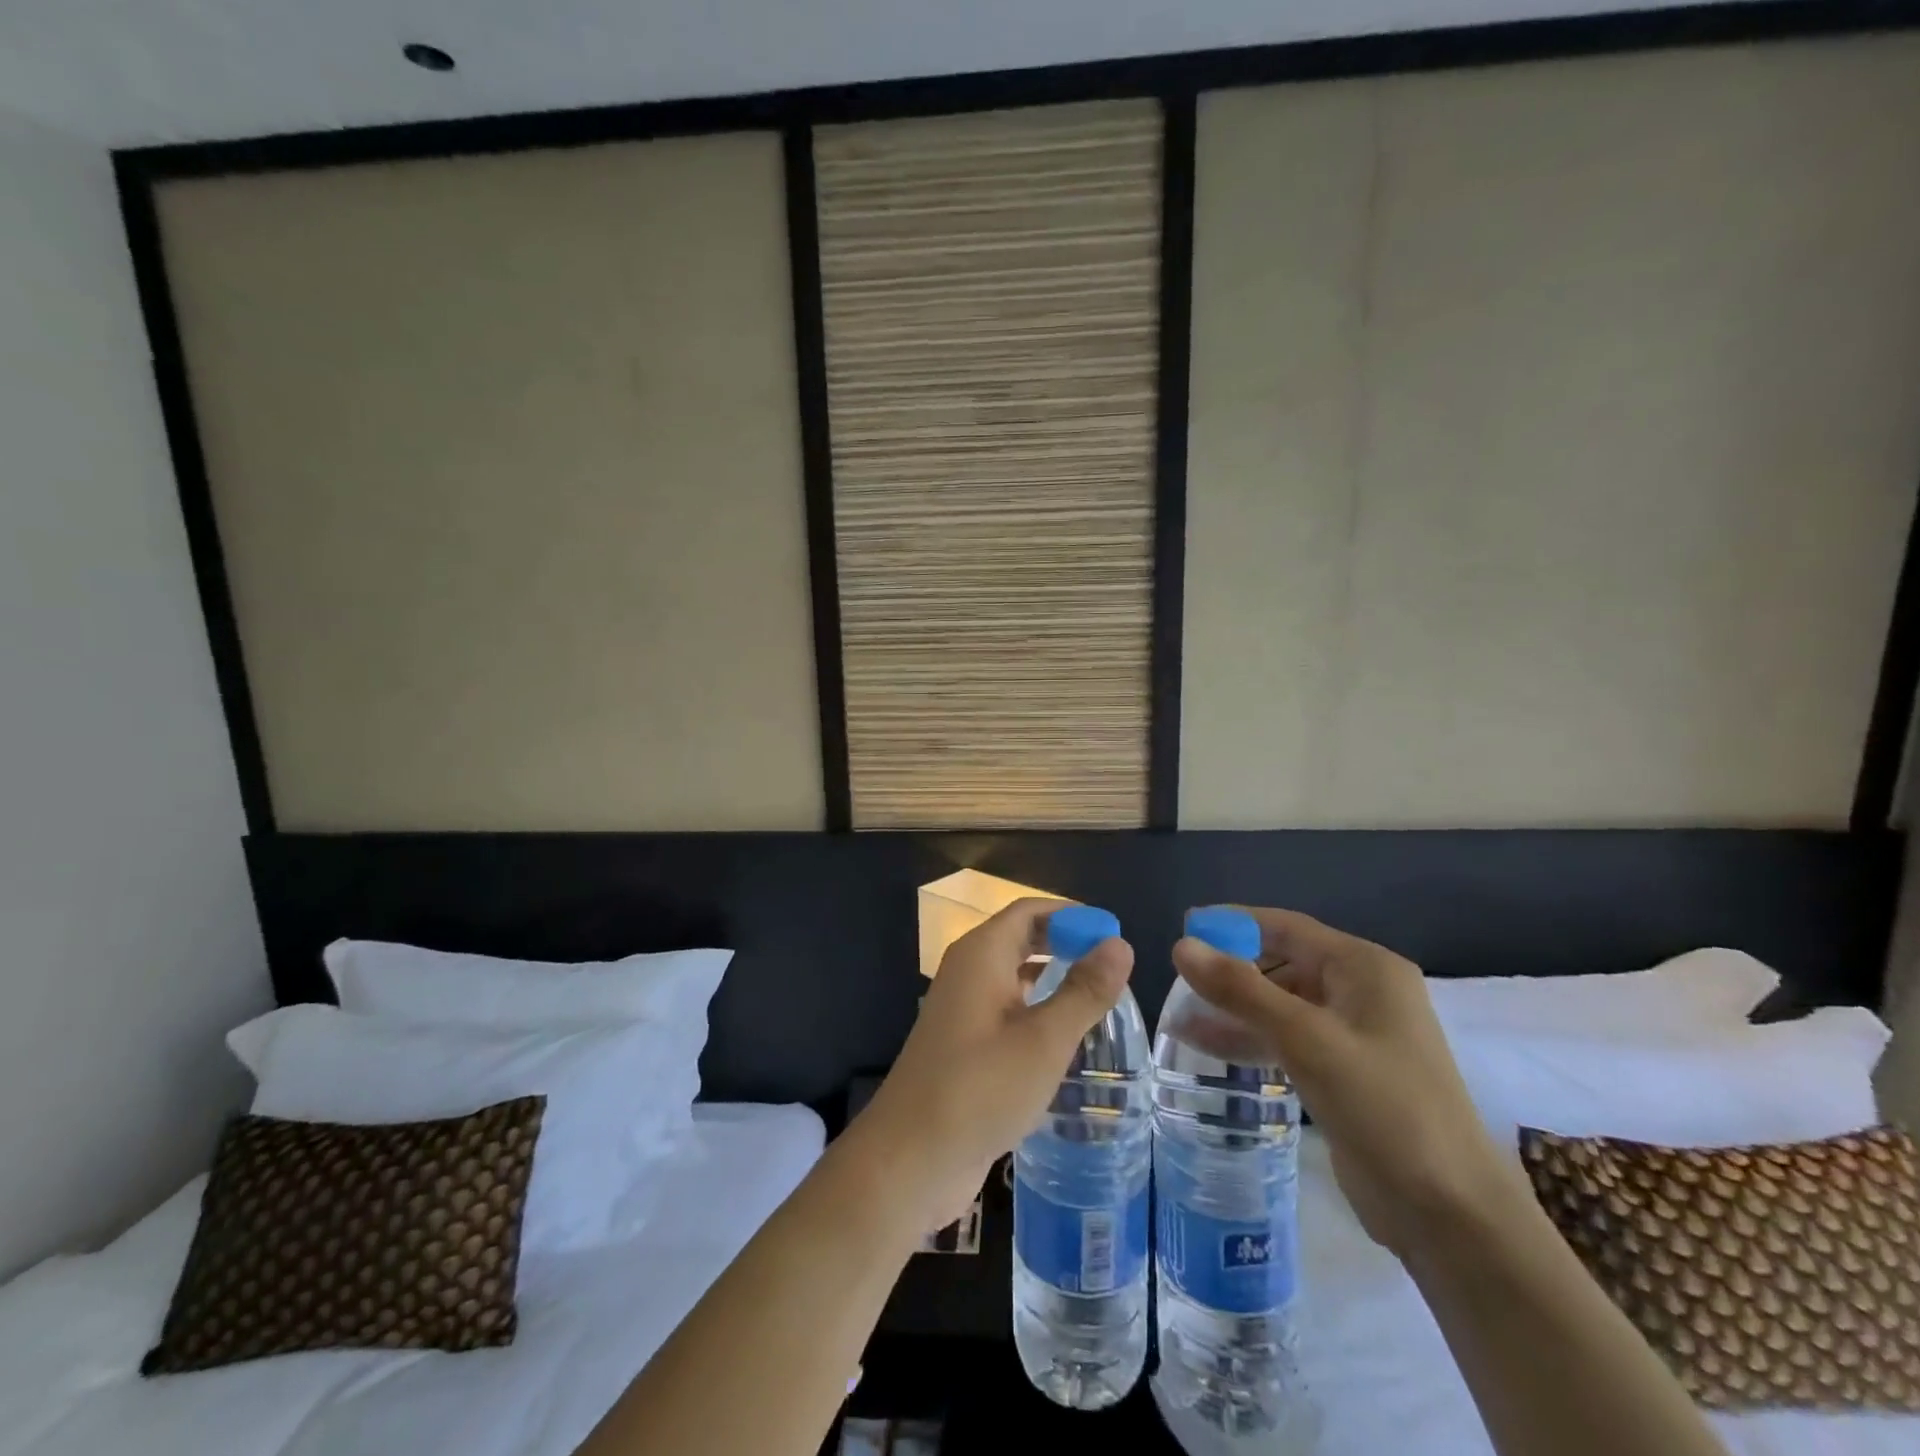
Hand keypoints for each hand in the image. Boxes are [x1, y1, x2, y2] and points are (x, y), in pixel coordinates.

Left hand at [855, 899, 1133, 1234]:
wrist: (910, 1158)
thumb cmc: (980, 1088)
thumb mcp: (1044, 1040)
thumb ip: (1084, 991)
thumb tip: (1120, 944)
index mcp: (981, 955)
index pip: (1029, 911)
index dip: (1071, 914)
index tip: (1113, 932)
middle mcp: (968, 971)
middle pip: (1020, 938)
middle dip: (1064, 943)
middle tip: (1112, 965)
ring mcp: (962, 1008)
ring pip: (1013, 975)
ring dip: (1051, 976)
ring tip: (1097, 994)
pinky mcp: (963, 1043)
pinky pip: (1005, 1008)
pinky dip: (1035, 1007)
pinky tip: (1063, 1034)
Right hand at [1172, 908, 1519, 1260]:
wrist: (1450, 1214)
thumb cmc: (1384, 1107)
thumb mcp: (1306, 1040)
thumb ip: (1241, 990)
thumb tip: (1181, 945)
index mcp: (1364, 968)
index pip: (1285, 927)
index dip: (1232, 924)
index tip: (1183, 929)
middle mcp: (1361, 991)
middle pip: (1281, 962)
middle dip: (1229, 969)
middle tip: (1176, 979)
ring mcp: (1353, 1034)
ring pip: (1280, 1003)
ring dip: (1233, 1007)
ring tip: (1178, 1014)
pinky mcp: (1343, 1071)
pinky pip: (1286, 1039)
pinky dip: (1249, 1038)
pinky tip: (1205, 1046)